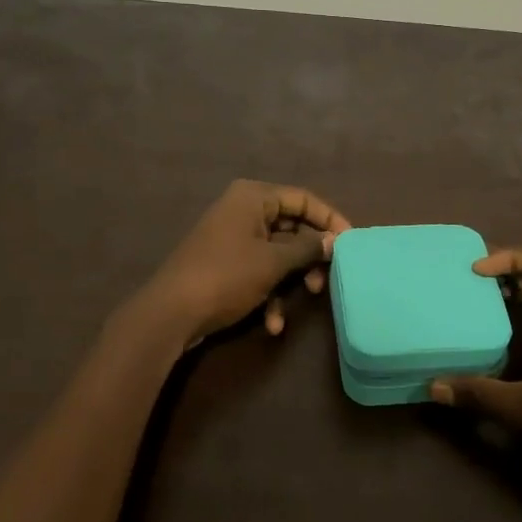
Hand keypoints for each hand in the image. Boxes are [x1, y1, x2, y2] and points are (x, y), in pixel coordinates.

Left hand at [141, 181, 352, 348]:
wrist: (171, 313)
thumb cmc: (227, 276)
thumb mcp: (273, 262)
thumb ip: (308, 248)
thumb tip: (334, 240)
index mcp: (253, 197)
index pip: (303, 199)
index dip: (330, 219)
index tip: (351, 242)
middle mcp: (243, 210)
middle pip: (292, 227)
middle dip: (310, 256)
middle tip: (328, 276)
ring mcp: (233, 238)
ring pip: (278, 253)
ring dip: (293, 279)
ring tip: (307, 298)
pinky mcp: (226, 264)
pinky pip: (259, 271)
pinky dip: (270, 294)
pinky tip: (272, 323)